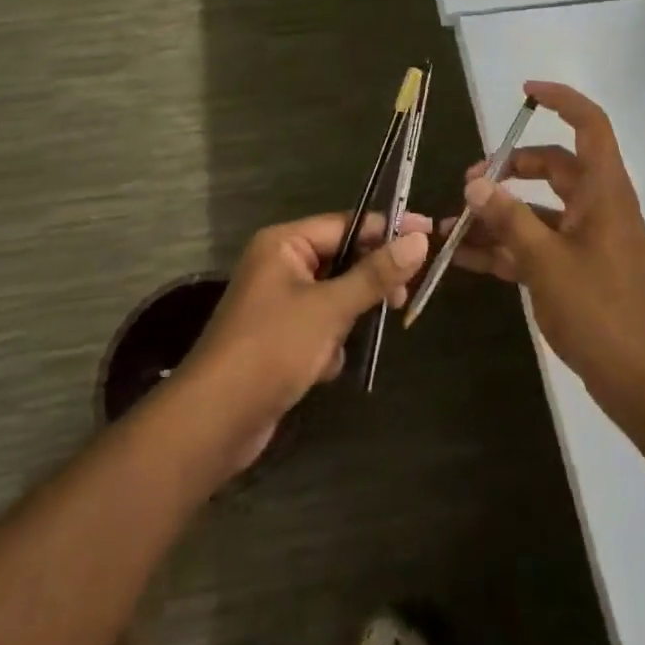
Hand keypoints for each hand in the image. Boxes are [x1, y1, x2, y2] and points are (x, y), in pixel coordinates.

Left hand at [180, 212, 429, 471]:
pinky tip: (323, 367)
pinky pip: (320, 326)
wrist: (214, 421)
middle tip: (402, 299)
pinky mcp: (279, 338)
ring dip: (348, 319)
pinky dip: (329, 344)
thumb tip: (420, 239)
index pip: (348, 223)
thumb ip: (376, 274)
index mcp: (284, 243)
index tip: (430, 233)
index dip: (389, 229)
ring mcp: (278, 303)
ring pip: (335, 296)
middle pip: (342, 259)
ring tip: (348, 341)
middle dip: (369, 282)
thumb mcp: (330, 308)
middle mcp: (279, 265)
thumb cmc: (272, 349)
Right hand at [448, 81, 644, 423]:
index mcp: (604, 192)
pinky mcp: (577, 271)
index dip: (562, 100)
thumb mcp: (546, 262)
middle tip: (469, 183)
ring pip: (539, 209)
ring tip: (451, 227)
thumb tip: (476, 184)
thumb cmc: (601, 311)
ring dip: (499, 214)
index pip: (590, 126)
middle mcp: (598, 207)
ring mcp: (588, 241)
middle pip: (554, 167)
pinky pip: (537, 245)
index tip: (524, 93)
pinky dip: (506, 247)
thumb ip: (509, 219)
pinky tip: (464, 258)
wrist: (642, 383)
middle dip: (510, 168)